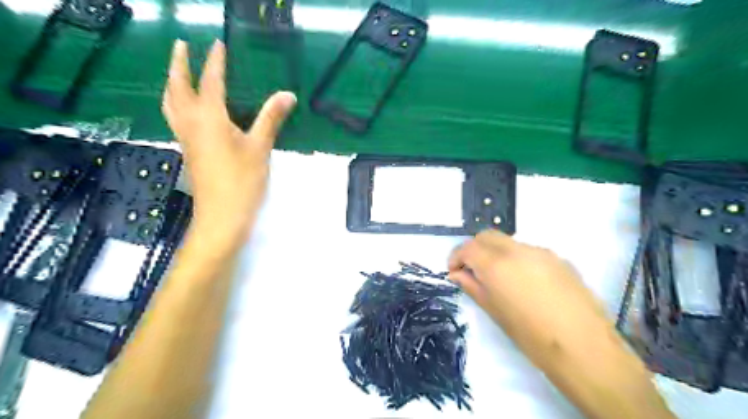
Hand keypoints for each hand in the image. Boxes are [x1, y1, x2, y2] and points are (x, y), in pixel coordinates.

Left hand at [162, 39, 296, 244]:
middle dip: (179, 64)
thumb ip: (271, 118)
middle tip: (182, 46)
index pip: (211, 81)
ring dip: (172, 82)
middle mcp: (191, 123)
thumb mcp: (260, 148)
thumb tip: (287, 94)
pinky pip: (175, 118)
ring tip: (178, 72)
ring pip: (170, 103)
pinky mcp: (189, 151)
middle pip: (178, 87)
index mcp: (209, 118)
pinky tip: (186, 108)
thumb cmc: (242, 181)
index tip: (217, 43)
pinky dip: (176, 103)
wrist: (221, 216)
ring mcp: (186, 138)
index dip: (215, 61)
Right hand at [447, 230, 610, 351]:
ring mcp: (541, 252)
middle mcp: (517, 250)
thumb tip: (456, 274)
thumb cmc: (531, 336)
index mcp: (497, 264)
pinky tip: (525, 283)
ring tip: (500, 279)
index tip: (453, 271)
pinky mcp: (559, 259)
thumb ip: (472, 286)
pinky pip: (528, 252)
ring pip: (508, 243)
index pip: (468, 247)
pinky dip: (517, 259)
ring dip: (496, 253)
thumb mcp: (494, 311)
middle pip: (487, 236)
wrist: (584, 348)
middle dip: (474, 249)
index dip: (456, 257)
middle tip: (472, 271)